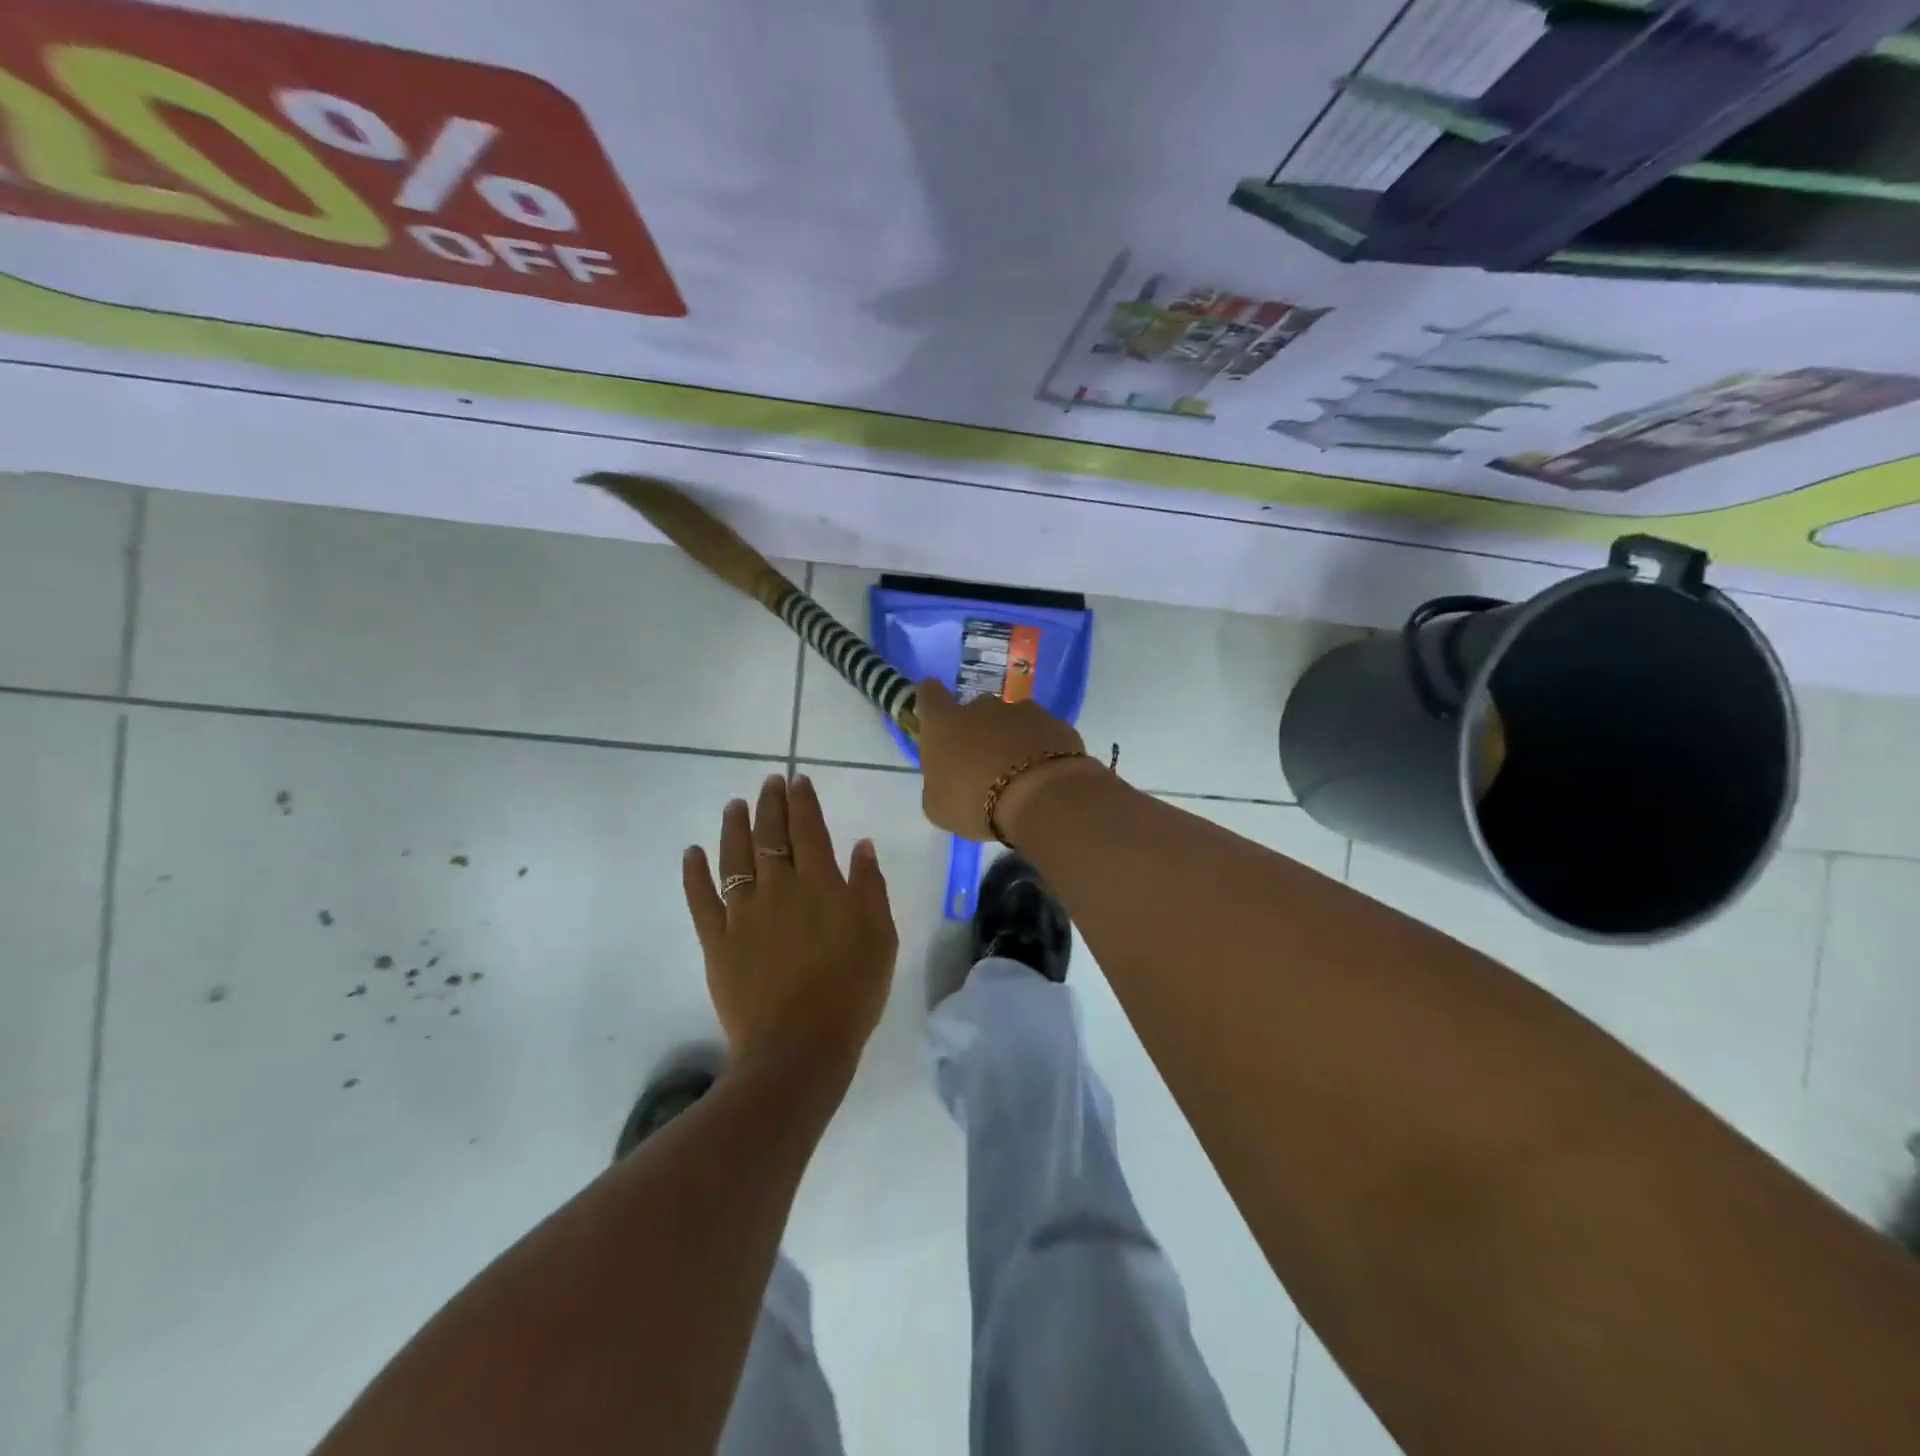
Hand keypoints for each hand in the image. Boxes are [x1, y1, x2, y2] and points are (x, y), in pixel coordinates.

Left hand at [683, 774, 896, 1076]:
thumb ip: (870, 885)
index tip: (798, 781)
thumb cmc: (851, 991)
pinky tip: (691, 852)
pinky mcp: (717, 941)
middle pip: (771, 835)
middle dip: (770, 804)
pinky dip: (694, 873)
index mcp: (820, 884)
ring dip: (734, 827)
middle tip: (769, 782)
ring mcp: (742, 913)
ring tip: (734, 806)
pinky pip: (701, 899)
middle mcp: (778, 888)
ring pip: (735, 857)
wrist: (799, 1048)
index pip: (809, 829)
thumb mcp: (881, 935)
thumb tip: (860, 844)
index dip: (803, 801)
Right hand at [914, 679, 1097, 841]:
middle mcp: (981, 707)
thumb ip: (938, 783)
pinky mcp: (1055, 723)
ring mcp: (1022, 710)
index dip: (932, 702)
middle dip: (977, 729)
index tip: (937, 718)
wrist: (1040, 798)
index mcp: (944, 723)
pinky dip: (1040, 747)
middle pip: (974, 708)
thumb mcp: (938, 806)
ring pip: (1011, 719)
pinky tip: (1043, 774)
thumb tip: (946, 779)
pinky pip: (1042, 733)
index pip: (930, 694)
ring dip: (1011, 738)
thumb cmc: (975, 803)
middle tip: (982, 762)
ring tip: (1017, 771)